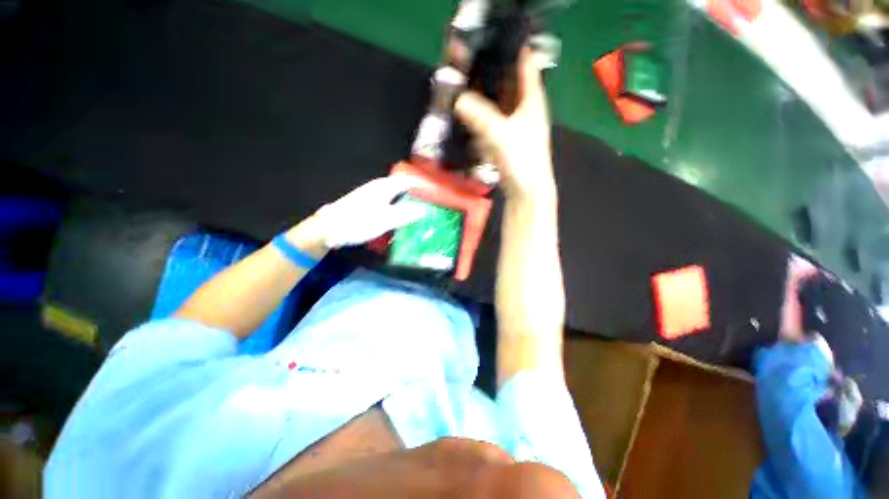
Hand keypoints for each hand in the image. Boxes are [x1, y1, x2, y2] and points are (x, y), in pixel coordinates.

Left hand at [287, 176, 425, 250]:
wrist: (329, 228)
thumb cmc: (358, 222)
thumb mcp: (385, 220)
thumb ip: (406, 214)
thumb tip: (425, 210)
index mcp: (384, 187)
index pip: (408, 180)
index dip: (422, 184)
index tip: (434, 191)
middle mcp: (378, 186)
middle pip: (402, 184)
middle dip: (416, 190)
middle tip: (428, 200)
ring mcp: (370, 193)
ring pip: (395, 190)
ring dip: (407, 196)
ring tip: (418, 205)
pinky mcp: (366, 201)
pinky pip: (388, 197)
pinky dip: (398, 201)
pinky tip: (399, 211)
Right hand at [454, 47, 554, 202]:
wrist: (526, 190)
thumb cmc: (522, 160)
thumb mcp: (501, 135)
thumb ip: (480, 116)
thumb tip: (458, 100)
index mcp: (532, 101)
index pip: (525, 66)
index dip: (512, 52)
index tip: (492, 44)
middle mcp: (525, 110)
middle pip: (508, 85)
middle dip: (490, 76)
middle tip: (469, 67)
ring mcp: (515, 126)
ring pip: (498, 105)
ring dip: (483, 99)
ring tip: (465, 88)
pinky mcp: (506, 141)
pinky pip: (492, 123)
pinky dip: (482, 119)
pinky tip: (470, 115)